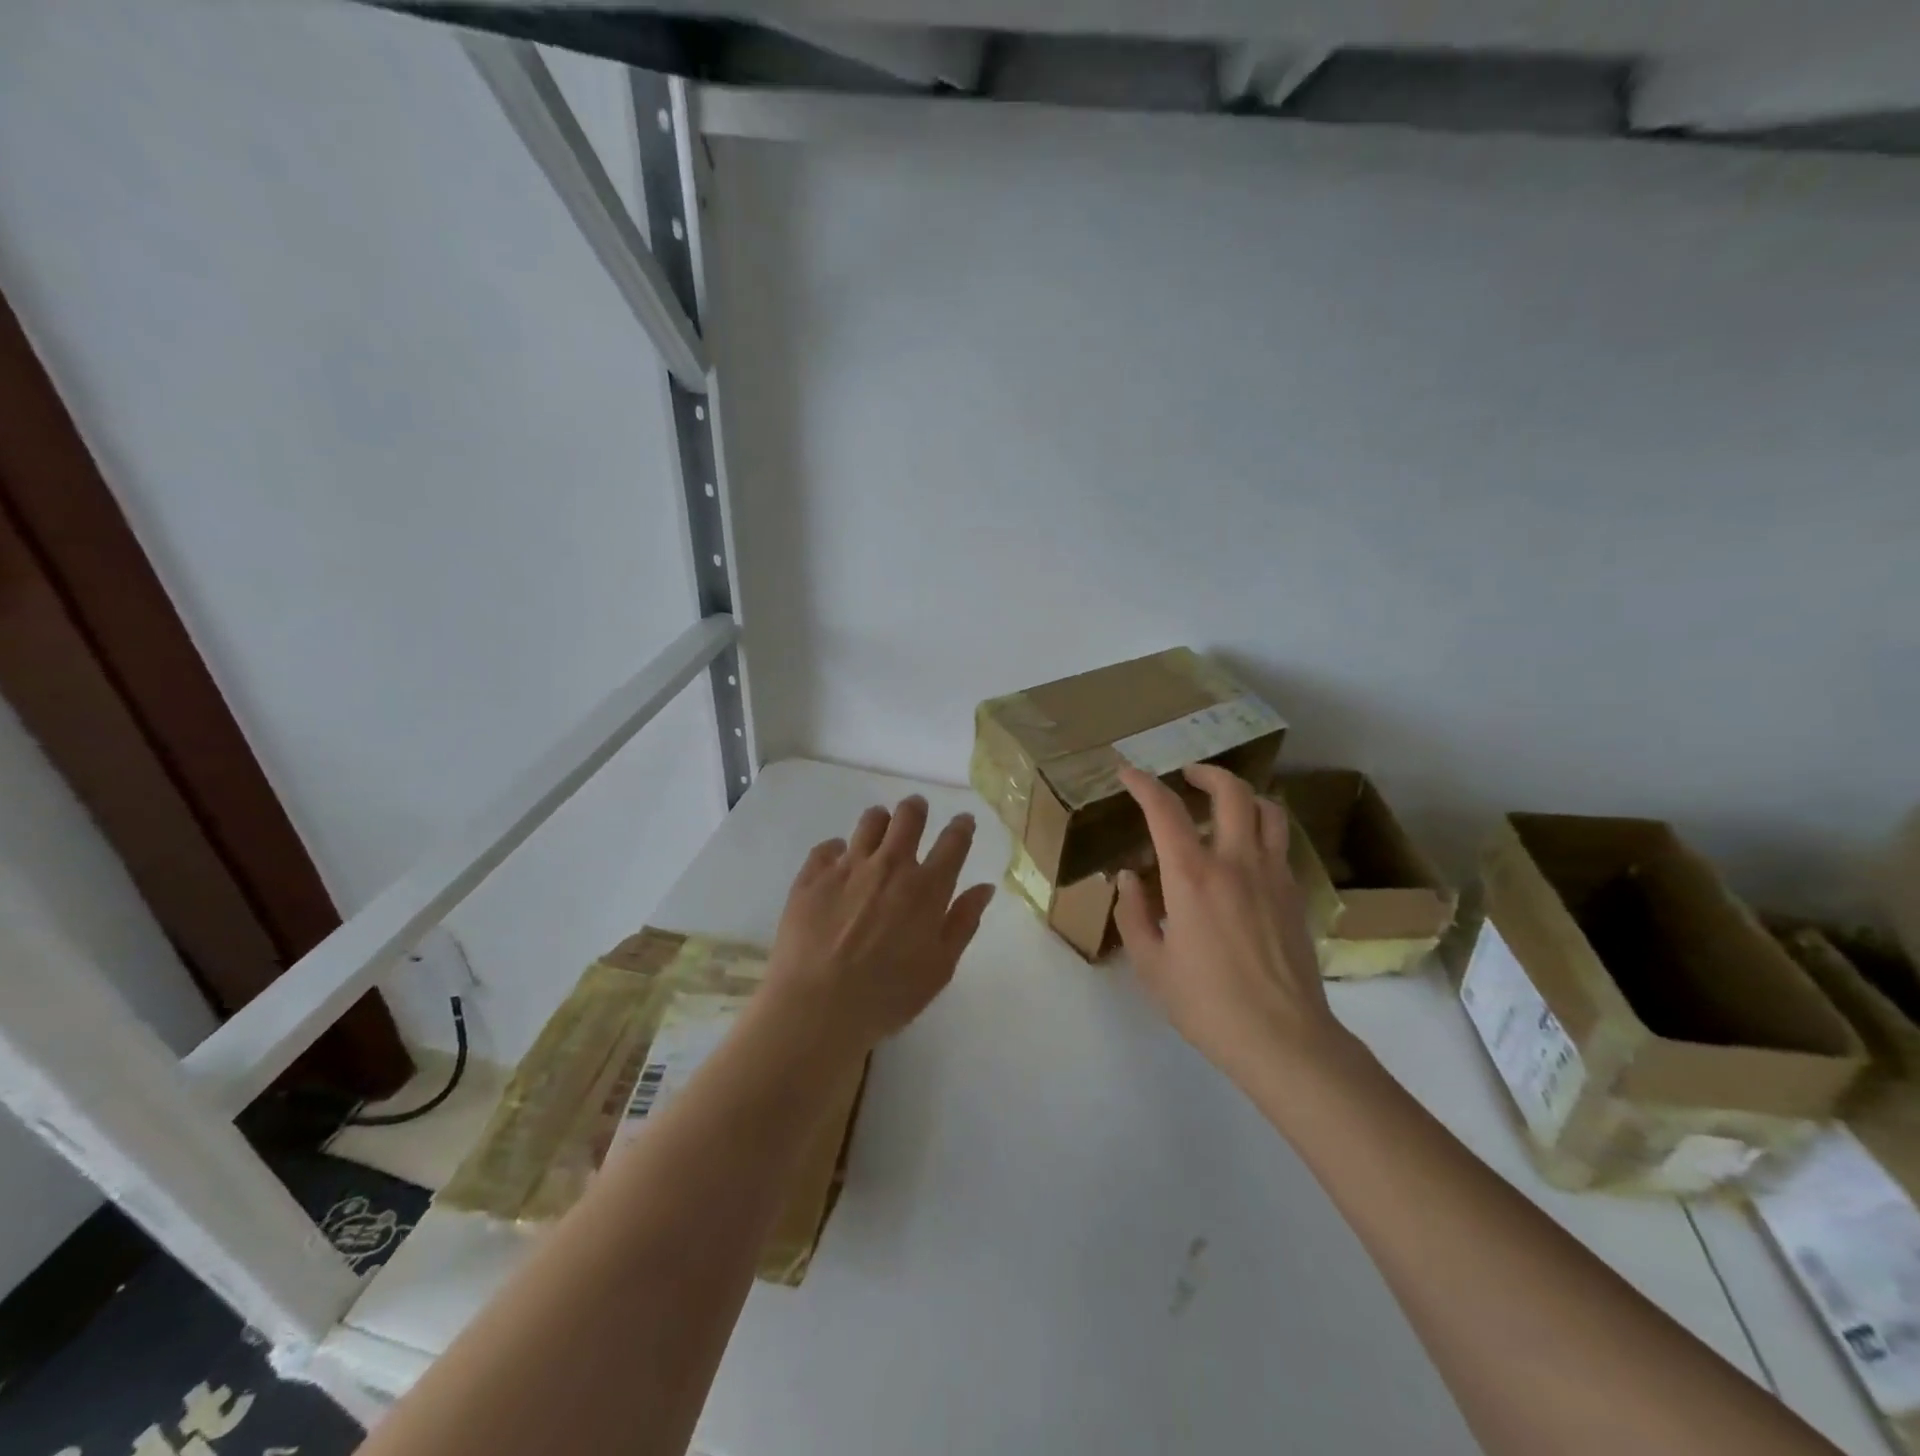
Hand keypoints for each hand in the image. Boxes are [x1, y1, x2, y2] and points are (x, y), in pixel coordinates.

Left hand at [763, 796, 995, 1054]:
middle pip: (908, 817)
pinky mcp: (813, 875)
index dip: (961, 826)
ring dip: (879, 820)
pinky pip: (828, 846)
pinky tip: (837, 861)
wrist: (818, 1006)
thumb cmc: (888, 996)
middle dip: (916, 809)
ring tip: (878, 827)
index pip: (953, 842)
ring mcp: (848, 866)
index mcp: (927, 888)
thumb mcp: (939, 968)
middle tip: (916, 811)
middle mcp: (890, 866)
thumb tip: (984, 888)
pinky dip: (837, 849)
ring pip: (869, 822)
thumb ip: (963, 923)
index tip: (963, 820)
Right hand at [1114, 764, 1342, 1080]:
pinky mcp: (1295, 895)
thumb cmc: (1207, 1005)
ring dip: (1243, 795)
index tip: (1127, 772)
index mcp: (1192, 877)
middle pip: (1231, 792)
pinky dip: (1261, 829)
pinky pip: (1280, 843)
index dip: (1143, 784)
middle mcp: (1236, 863)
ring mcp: (1273, 876)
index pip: (1164, 810)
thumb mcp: (1151, 964)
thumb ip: (1134, 914)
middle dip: (1206, 773)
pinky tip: (1245, 852)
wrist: (1284, 1040)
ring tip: (1223, 804)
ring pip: (1268, 810)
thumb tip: (1129, 878)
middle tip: (1187, 776)